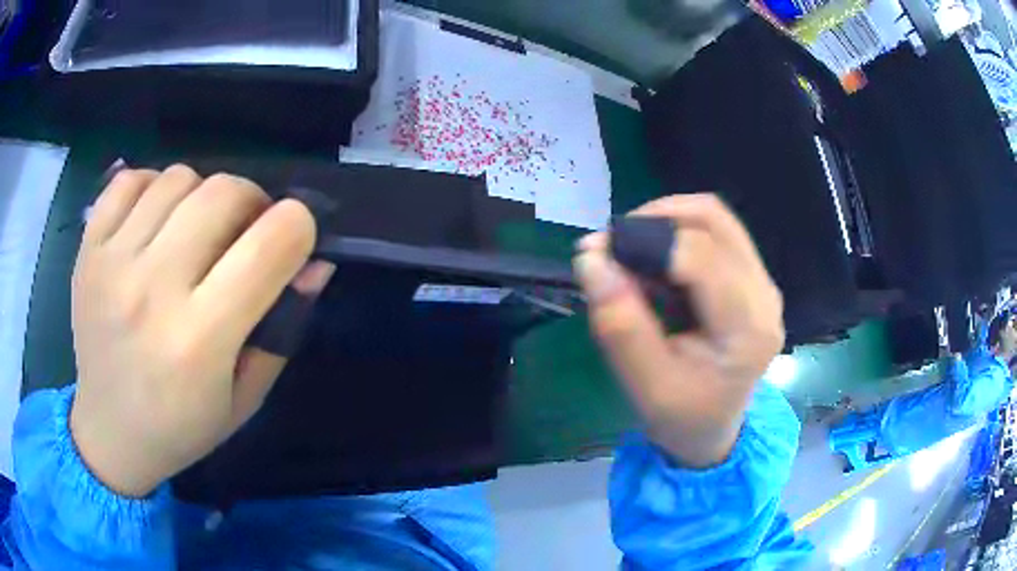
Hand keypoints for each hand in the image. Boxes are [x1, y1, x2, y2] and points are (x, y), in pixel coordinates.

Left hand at [70, 165, 332, 496]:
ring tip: (194, 231)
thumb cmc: (181, 427)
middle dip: (252, 202)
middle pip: (224, 192)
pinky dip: (152, 187)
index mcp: (200, 340)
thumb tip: (315, 263)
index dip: (298, 227)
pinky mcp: (89, 249)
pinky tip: (154, 221)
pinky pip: (129, 180)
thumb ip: (282, 328)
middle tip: (244, 232)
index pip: (272, 242)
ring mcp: (113, 262)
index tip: (293, 240)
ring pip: (179, 178)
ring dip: (201, 196)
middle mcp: (152, 290)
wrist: (109, 432)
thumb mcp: (245, 397)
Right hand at [574, 194, 784, 467]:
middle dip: (653, 221)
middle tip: (612, 249)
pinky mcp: (751, 277)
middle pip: (711, 220)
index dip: (644, 241)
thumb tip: (592, 258)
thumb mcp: (645, 386)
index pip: (699, 254)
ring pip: (713, 217)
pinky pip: (715, 232)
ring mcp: (762, 282)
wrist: (713, 430)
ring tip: (632, 254)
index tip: (598, 254)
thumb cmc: (681, 417)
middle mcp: (764, 294)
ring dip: (665, 221)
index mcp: (747, 327)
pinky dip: (676, 233)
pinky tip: (655, 265)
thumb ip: (620, 325)